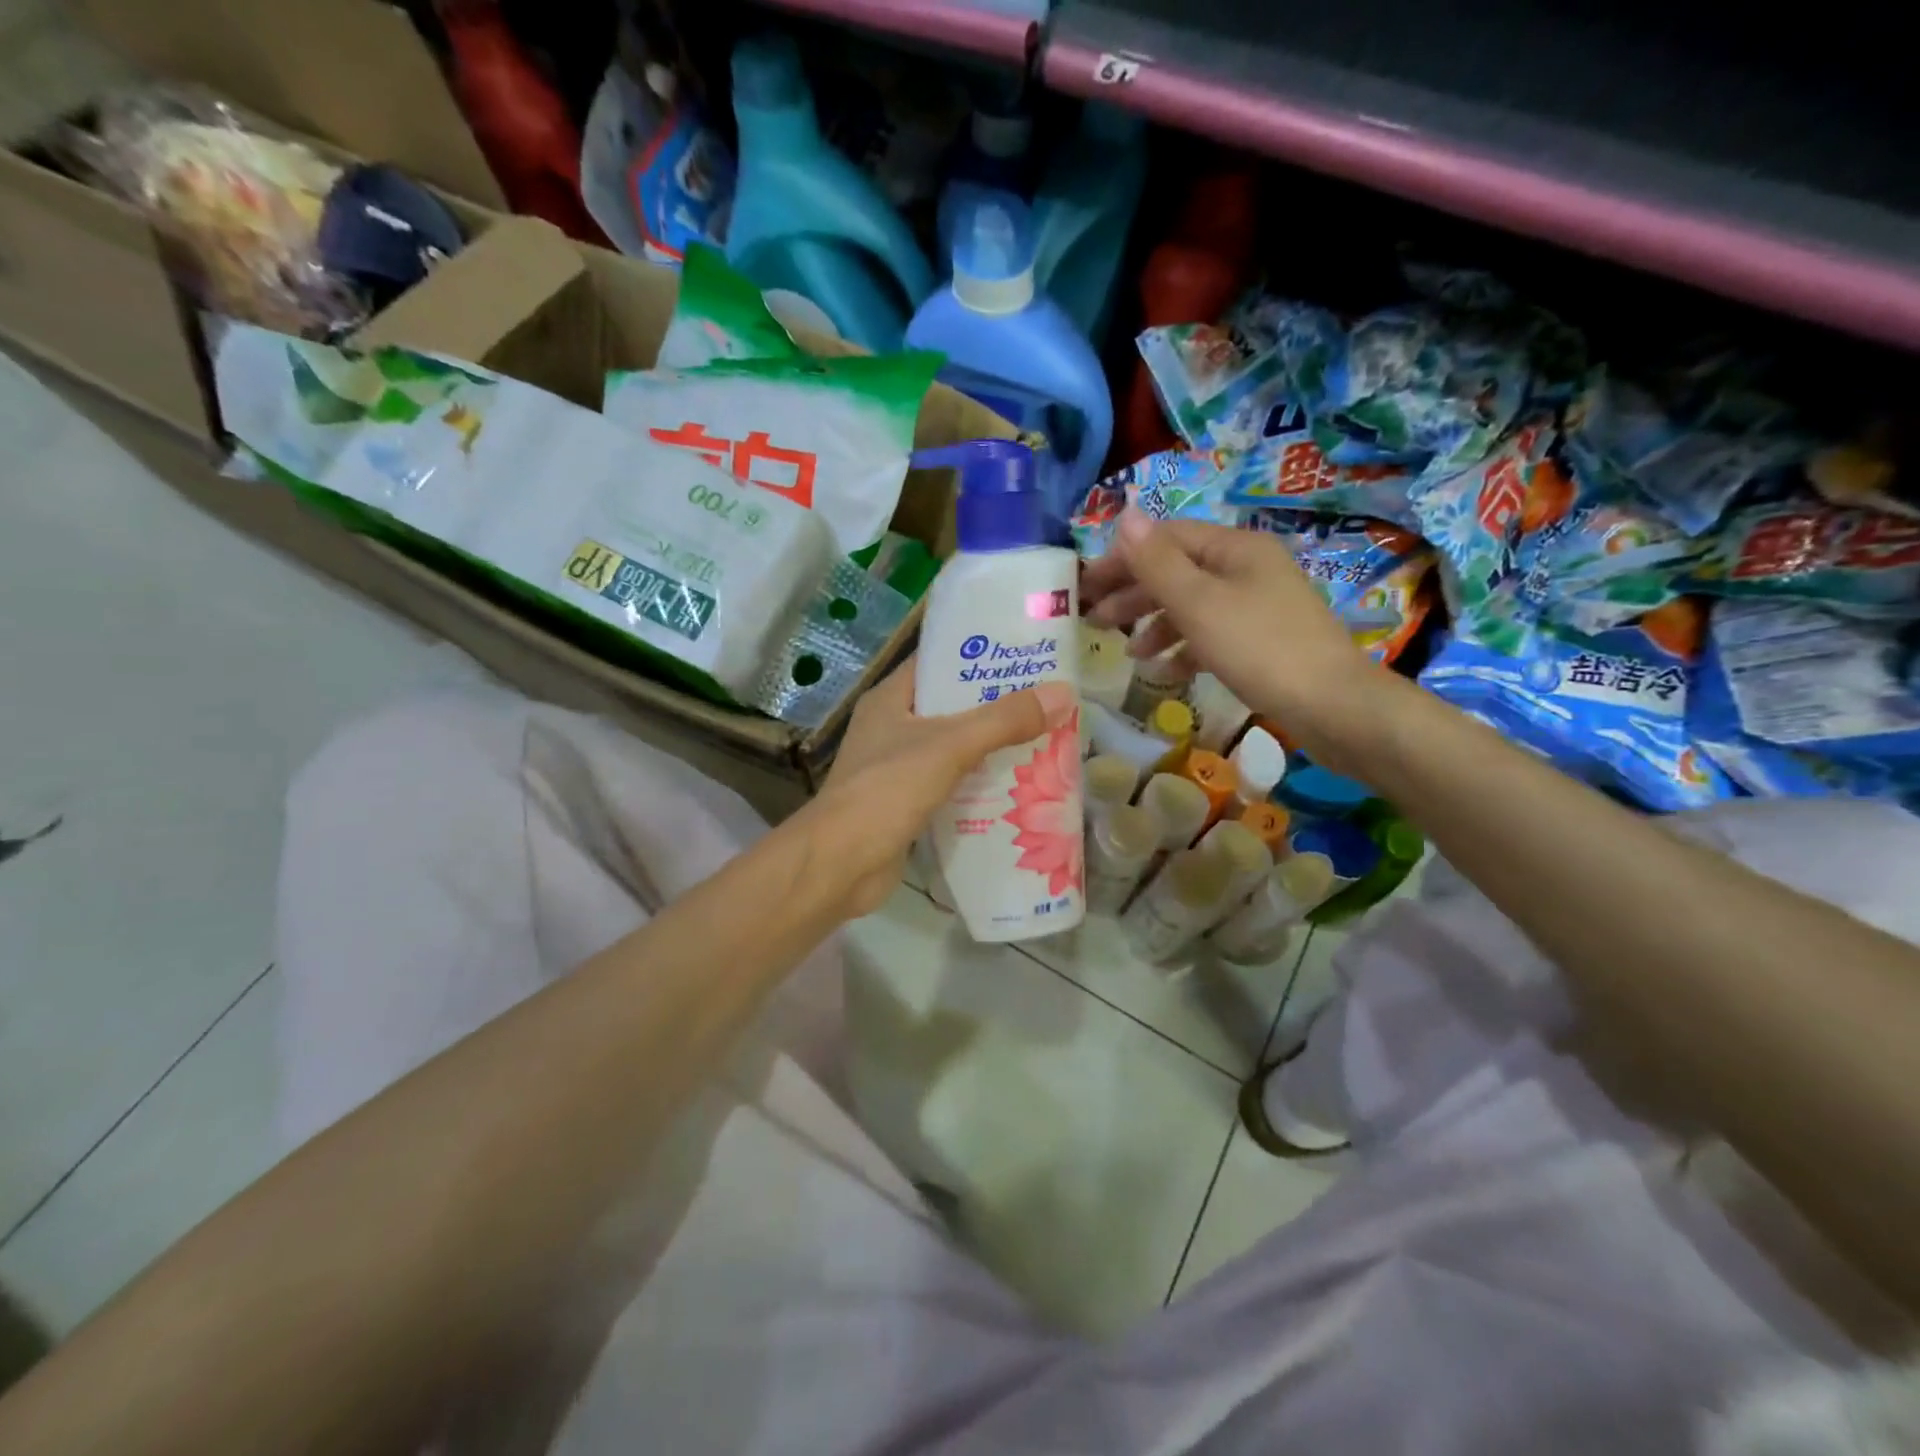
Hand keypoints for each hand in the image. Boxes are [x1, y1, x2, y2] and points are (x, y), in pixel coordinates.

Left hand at [804, 657, 1075, 916]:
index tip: (1026, 654)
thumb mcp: (949, 746)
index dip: (980, 654)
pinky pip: (951, 782)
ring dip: (992, 746)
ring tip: (1043, 738)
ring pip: (954, 746)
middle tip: (1047, 700)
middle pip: (952, 705)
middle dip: (996, 704)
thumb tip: (1063, 694)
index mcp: (891, 698)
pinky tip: (1017, 785)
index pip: (939, 662)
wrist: (841, 864)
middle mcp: (892, 726)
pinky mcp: (906, 803)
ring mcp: (897, 767)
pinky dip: (979, 782)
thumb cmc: (887, 790)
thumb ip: (1004, 720)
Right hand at [1082, 508, 1390, 771]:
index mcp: (1234, 548)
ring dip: (1155, 626)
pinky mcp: (1262, 640)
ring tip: (1130, 655)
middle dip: (1134, 595)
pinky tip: (1166, 672)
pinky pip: (1211, 634)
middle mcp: (1246, 568)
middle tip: (1095, 622)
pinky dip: (1184, 649)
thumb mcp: (1199, 603)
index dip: (1122, 559)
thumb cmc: (1258, 647)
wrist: (1332, 705)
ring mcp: (1257, 605)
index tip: (1085, 587)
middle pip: (1177, 571)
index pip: (1166, 539)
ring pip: (1192, 605)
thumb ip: (1157, 562)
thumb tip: (1125, 514)